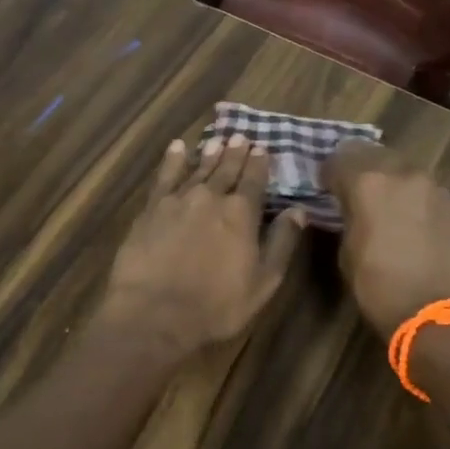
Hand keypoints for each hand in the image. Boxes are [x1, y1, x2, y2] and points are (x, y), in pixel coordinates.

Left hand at [99, 134, 307, 354]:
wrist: (154, 312)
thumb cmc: (216, 305)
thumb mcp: (263, 282)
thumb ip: (281, 243)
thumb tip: (298, 211)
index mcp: (241, 214)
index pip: (254, 180)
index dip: (260, 164)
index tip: (263, 148)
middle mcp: (211, 198)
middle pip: (226, 169)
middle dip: (235, 153)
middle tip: (240, 137)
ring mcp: (178, 200)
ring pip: (197, 169)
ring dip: (209, 154)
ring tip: (216, 140)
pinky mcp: (151, 209)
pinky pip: (164, 176)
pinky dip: (172, 160)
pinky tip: (177, 148)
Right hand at [323, 141, 449, 336]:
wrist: (439, 313)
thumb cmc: (380, 287)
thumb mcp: (347, 251)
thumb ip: (347, 217)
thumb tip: (349, 207)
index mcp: (368, 182)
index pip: (339, 159)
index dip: (328, 172)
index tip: (324, 187)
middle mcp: (401, 173)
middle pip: (371, 153)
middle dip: (357, 167)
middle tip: (349, 188)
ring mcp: (431, 185)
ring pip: (399, 166)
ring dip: (385, 177)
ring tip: (378, 201)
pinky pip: (420, 186)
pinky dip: (407, 193)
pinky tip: (404, 216)